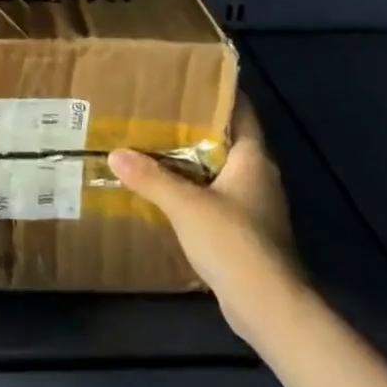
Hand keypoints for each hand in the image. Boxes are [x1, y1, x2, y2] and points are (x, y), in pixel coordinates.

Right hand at [110, 99, 303, 337]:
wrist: (270, 309)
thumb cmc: (234, 243)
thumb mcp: (185, 205)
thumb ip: (151, 177)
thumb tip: (116, 153)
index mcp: (254, 159)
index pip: (241, 111)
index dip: (219, 91)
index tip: (188, 77)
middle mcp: (259, 177)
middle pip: (228, 139)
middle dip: (196, 124)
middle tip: (159, 108)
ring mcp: (255, 207)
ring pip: (220, 169)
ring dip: (192, 159)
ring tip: (154, 143)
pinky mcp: (246, 232)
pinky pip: (216, 197)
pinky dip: (194, 188)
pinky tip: (167, 189)